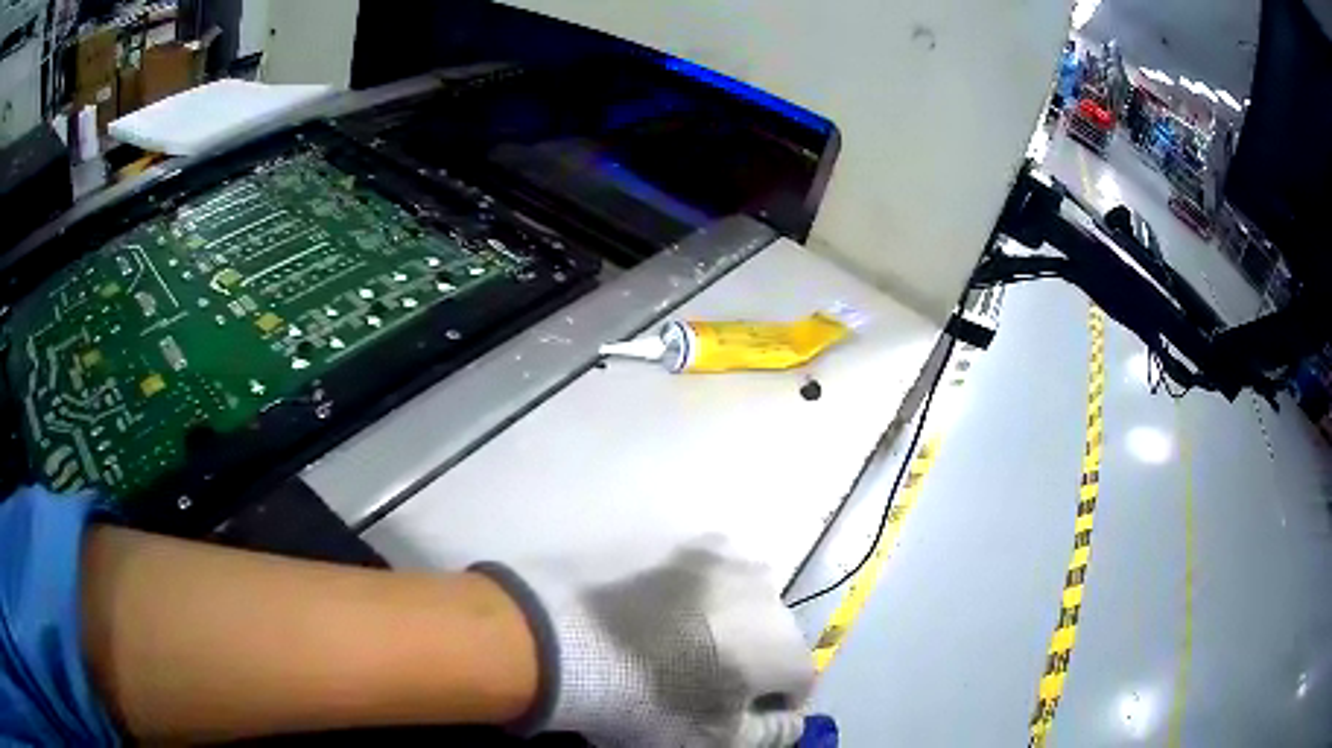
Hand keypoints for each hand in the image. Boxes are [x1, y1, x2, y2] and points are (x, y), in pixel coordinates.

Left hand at [476, 542, 813, 747]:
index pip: (801, 681)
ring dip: (728, 623)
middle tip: (707, 682)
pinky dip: (696, 595)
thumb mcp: (715, 740)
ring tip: (683, 645)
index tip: (740, 716)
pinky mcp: (677, 544)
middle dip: (754, 660)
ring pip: (742, 600)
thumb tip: (793, 721)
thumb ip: (770, 733)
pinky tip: (660, 615)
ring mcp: (720, 560)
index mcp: (783, 644)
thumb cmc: (649, 701)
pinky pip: (704, 574)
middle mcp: (766, 592)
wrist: (568, 642)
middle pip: (775, 636)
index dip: (775, 704)